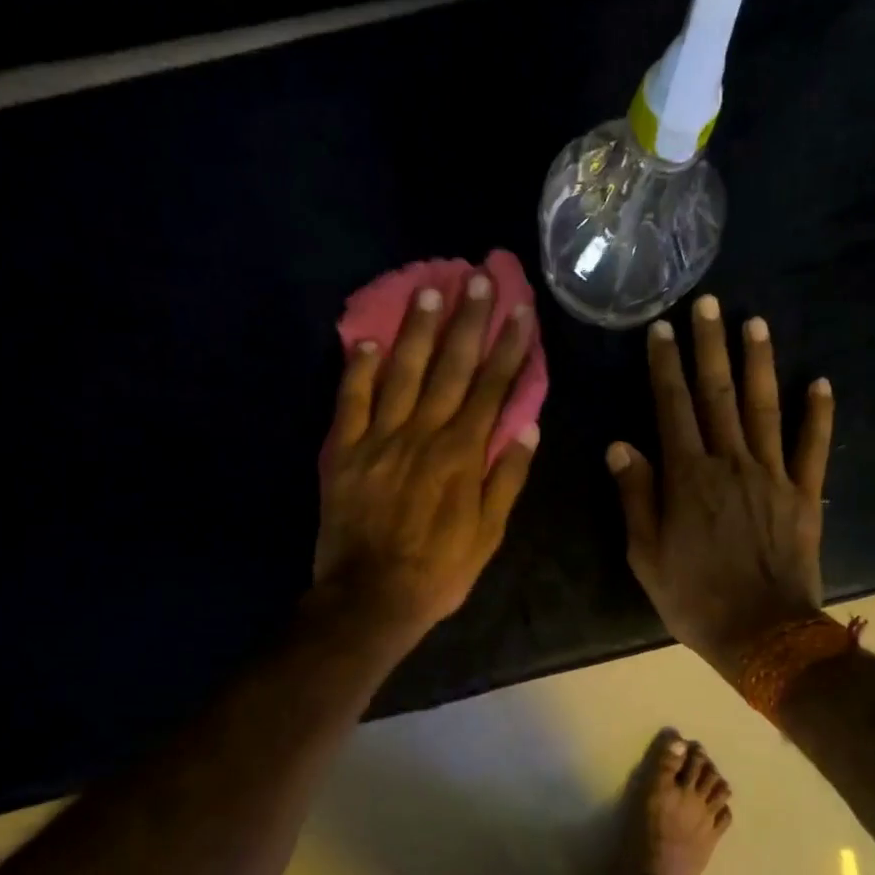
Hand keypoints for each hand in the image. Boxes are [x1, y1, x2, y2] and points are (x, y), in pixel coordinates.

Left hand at [314, 270, 538, 648]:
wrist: (370, 597)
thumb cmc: (438, 571)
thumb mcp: (488, 534)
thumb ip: (507, 479)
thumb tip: (528, 428)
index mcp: (462, 455)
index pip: (491, 389)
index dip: (508, 348)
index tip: (520, 312)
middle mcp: (424, 434)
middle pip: (451, 368)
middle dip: (469, 321)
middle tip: (480, 277)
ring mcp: (380, 439)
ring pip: (403, 373)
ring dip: (418, 330)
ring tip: (431, 290)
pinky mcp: (346, 451)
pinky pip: (351, 401)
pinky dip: (358, 369)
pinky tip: (367, 339)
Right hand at [607, 295, 834, 679]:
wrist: (763, 633)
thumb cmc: (694, 597)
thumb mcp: (646, 555)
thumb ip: (636, 496)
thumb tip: (621, 446)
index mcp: (687, 477)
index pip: (672, 408)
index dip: (665, 366)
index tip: (662, 328)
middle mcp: (730, 463)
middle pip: (718, 395)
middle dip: (710, 346)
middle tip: (709, 303)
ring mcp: (773, 475)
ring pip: (765, 408)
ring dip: (759, 363)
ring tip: (755, 322)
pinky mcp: (804, 495)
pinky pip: (813, 447)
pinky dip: (818, 414)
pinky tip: (820, 381)